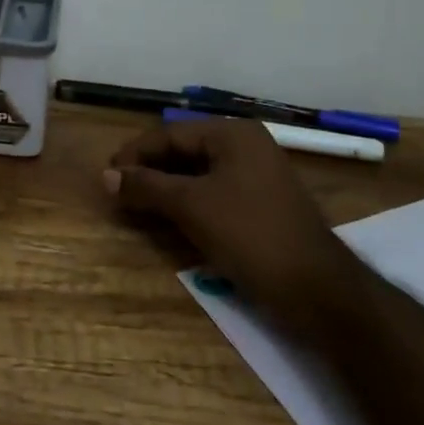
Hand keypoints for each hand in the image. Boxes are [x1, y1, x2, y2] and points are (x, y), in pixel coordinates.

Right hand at [104, 117, 360, 328]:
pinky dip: (187, 203)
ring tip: (136, 206)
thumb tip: (105, 176)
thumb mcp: (191, 206)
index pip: (170, 134)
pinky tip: (169, 219)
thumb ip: (146, 186)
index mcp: (233, 134)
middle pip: (184, 151)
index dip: (134, 154)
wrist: (318, 290)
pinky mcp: (260, 205)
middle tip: (117, 192)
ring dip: (165, 188)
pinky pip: (213, 193)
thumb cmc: (251, 235)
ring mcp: (256, 176)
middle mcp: (246, 146)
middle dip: (149, 171)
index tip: (106, 176)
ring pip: (197, 174)